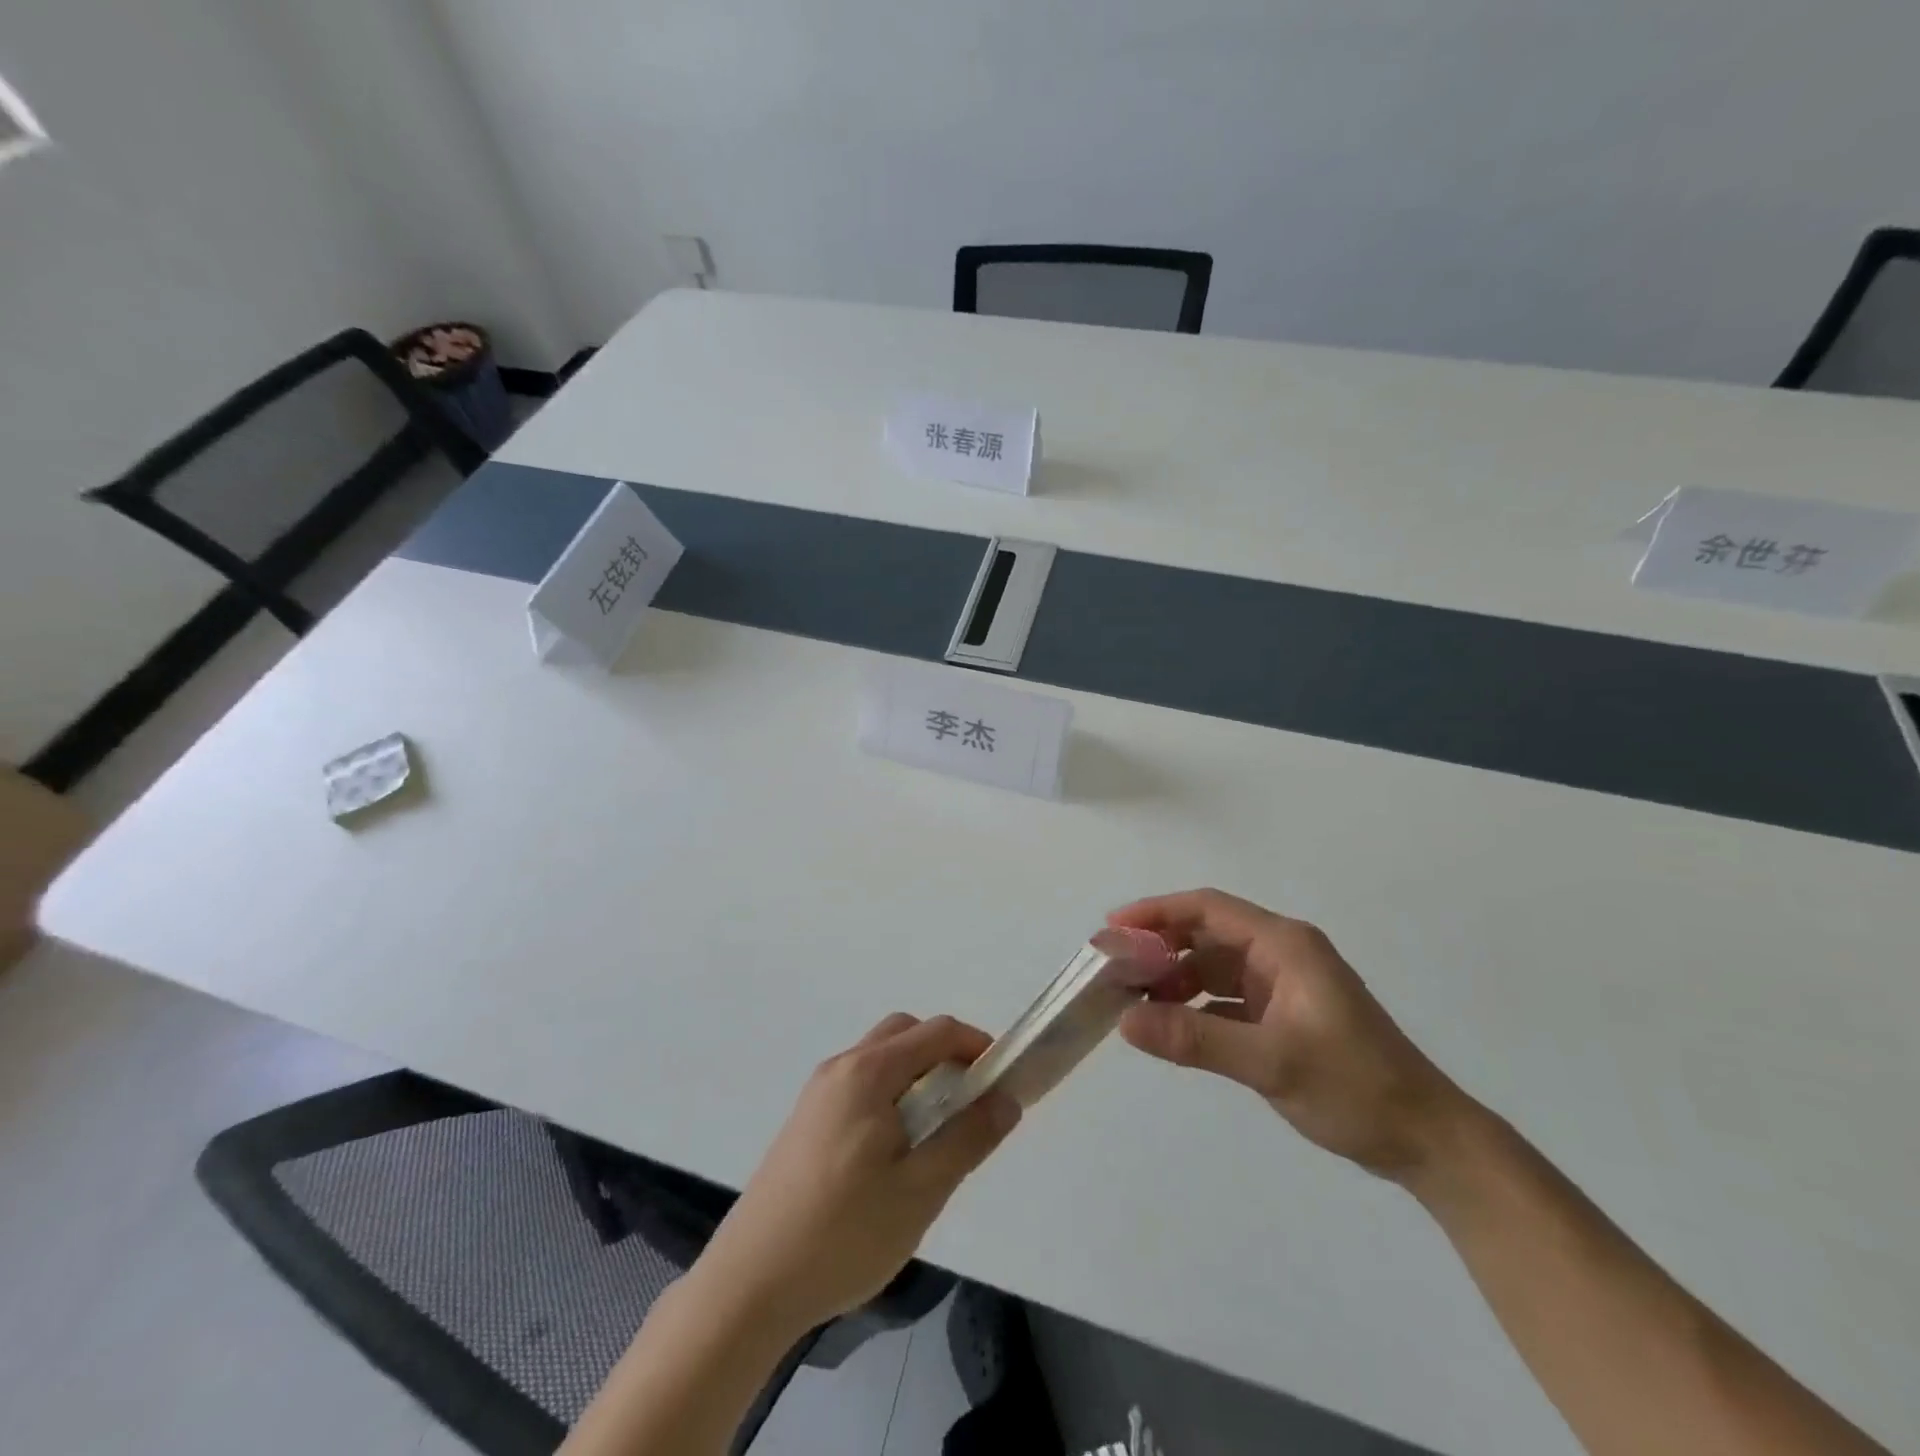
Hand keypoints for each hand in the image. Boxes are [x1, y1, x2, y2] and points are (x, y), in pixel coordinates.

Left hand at [693, 1014, 1020, 1337]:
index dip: (977, 1046)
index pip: (936, 1032)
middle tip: (971, 1103)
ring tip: (938, 1131)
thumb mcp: (920, 1191)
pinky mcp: (805, 1121)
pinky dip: (891, 1094)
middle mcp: (841, 1068)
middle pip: (905, 1034)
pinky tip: (895, 1152)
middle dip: (945, 1054)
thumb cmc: (842, 1234)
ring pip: (881, 1060)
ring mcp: (818, 1094)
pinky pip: (860, 1085)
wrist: (749, 1284)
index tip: (1003, 1081)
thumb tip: (1006, 1098)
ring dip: (917, 1075)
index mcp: (869, 1072)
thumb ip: (968, 1138)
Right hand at [1111, 889, 1472, 1182]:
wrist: (1426, 1140)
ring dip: (1175, 978)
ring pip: (1213, 966)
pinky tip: (1169, 1025)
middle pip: (1206, 934)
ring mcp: (1282, 985)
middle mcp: (1280, 955)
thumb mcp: (1272, 1062)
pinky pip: (1225, 998)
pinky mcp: (1282, 1015)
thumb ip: (1196, 1040)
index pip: (1208, 909)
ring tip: (1133, 1000)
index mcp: (1284, 946)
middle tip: (1113, 969)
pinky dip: (1194, 1006)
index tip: (1113, 928)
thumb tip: (1125, 1022)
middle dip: (1159, 946)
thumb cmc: (1356, 1087)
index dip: (1157, 912)